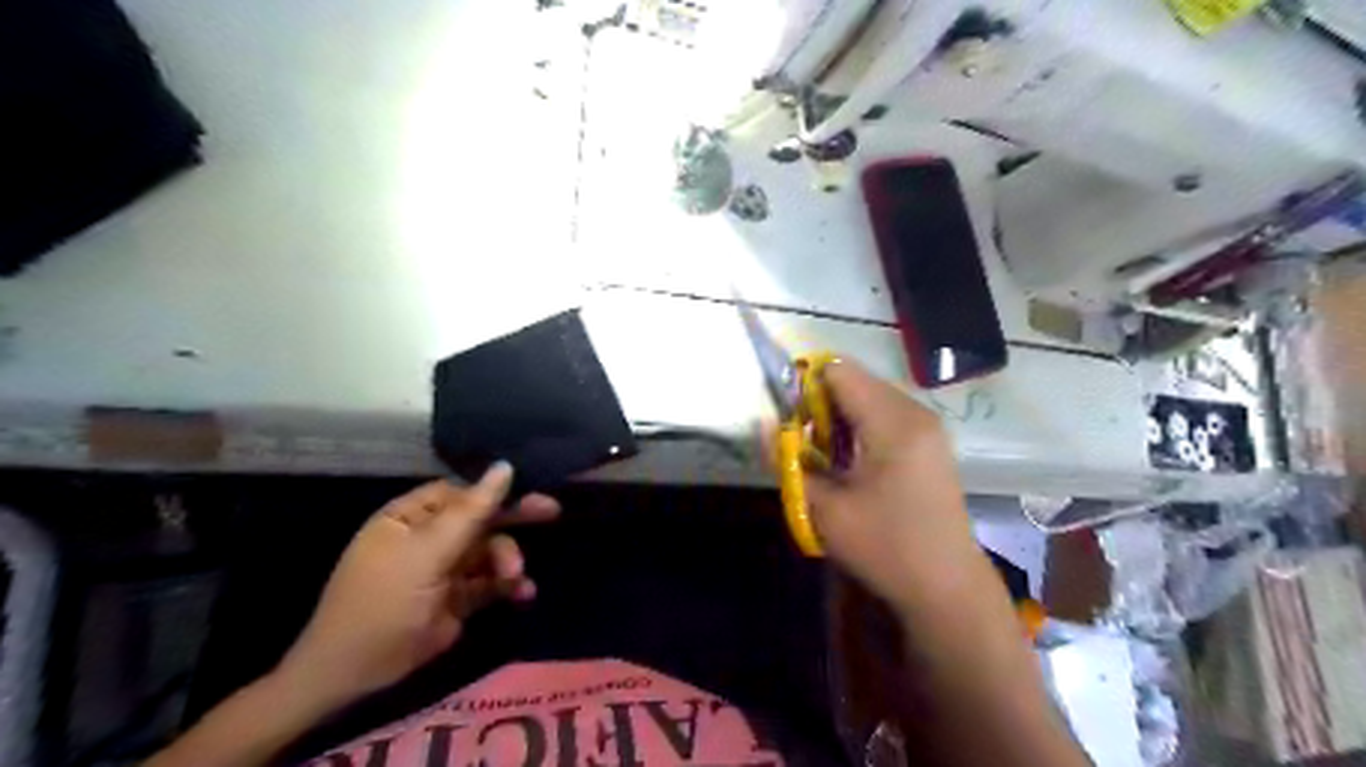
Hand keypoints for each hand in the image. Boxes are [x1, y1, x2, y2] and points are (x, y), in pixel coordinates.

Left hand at [271, 462, 557, 706]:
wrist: (354, 674)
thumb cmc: (384, 600)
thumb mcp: (428, 552)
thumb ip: (472, 511)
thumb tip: (505, 466)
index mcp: (411, 516)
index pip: (461, 492)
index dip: (496, 491)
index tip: (531, 491)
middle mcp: (429, 538)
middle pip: (481, 519)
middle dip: (513, 521)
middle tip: (551, 512)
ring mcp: (444, 569)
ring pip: (490, 552)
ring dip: (508, 561)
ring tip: (516, 578)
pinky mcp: (456, 600)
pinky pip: (490, 583)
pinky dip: (508, 586)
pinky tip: (523, 593)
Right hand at [804, 361, 993, 617]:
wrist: (947, 588)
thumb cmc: (885, 548)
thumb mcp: (825, 510)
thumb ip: (789, 462)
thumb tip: (764, 425)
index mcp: (893, 422)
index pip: (839, 372)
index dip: (805, 386)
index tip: (789, 421)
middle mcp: (915, 412)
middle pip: (855, 380)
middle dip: (821, 403)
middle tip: (805, 445)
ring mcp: (928, 426)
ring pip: (870, 396)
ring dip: (840, 416)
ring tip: (826, 457)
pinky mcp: (931, 442)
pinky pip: (886, 414)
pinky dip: (860, 427)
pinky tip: (852, 463)